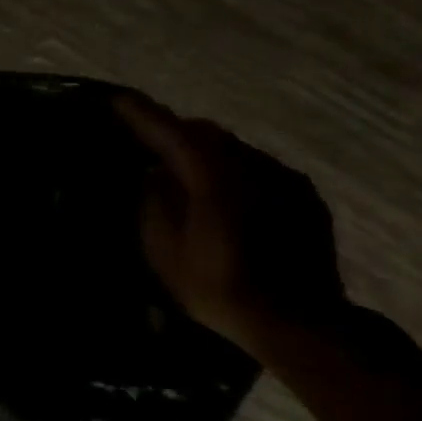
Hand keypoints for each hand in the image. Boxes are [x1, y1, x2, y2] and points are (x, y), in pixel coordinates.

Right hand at [116, 94, 348, 358]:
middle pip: (207, 134)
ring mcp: (284, 179)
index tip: (117, 99)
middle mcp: (253, 166)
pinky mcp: (304, 196)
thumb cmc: (219, 288)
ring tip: (182, 171)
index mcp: (214, 178)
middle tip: (146, 140)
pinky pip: (258, 168)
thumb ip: (155, 203)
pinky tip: (223, 196)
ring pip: (234, 150)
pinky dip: (232, 171)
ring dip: (205, 152)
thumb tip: (154, 174)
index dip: (142, 115)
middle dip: (174, 131)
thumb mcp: (165, 252)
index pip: (172, 133)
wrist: (298, 321)